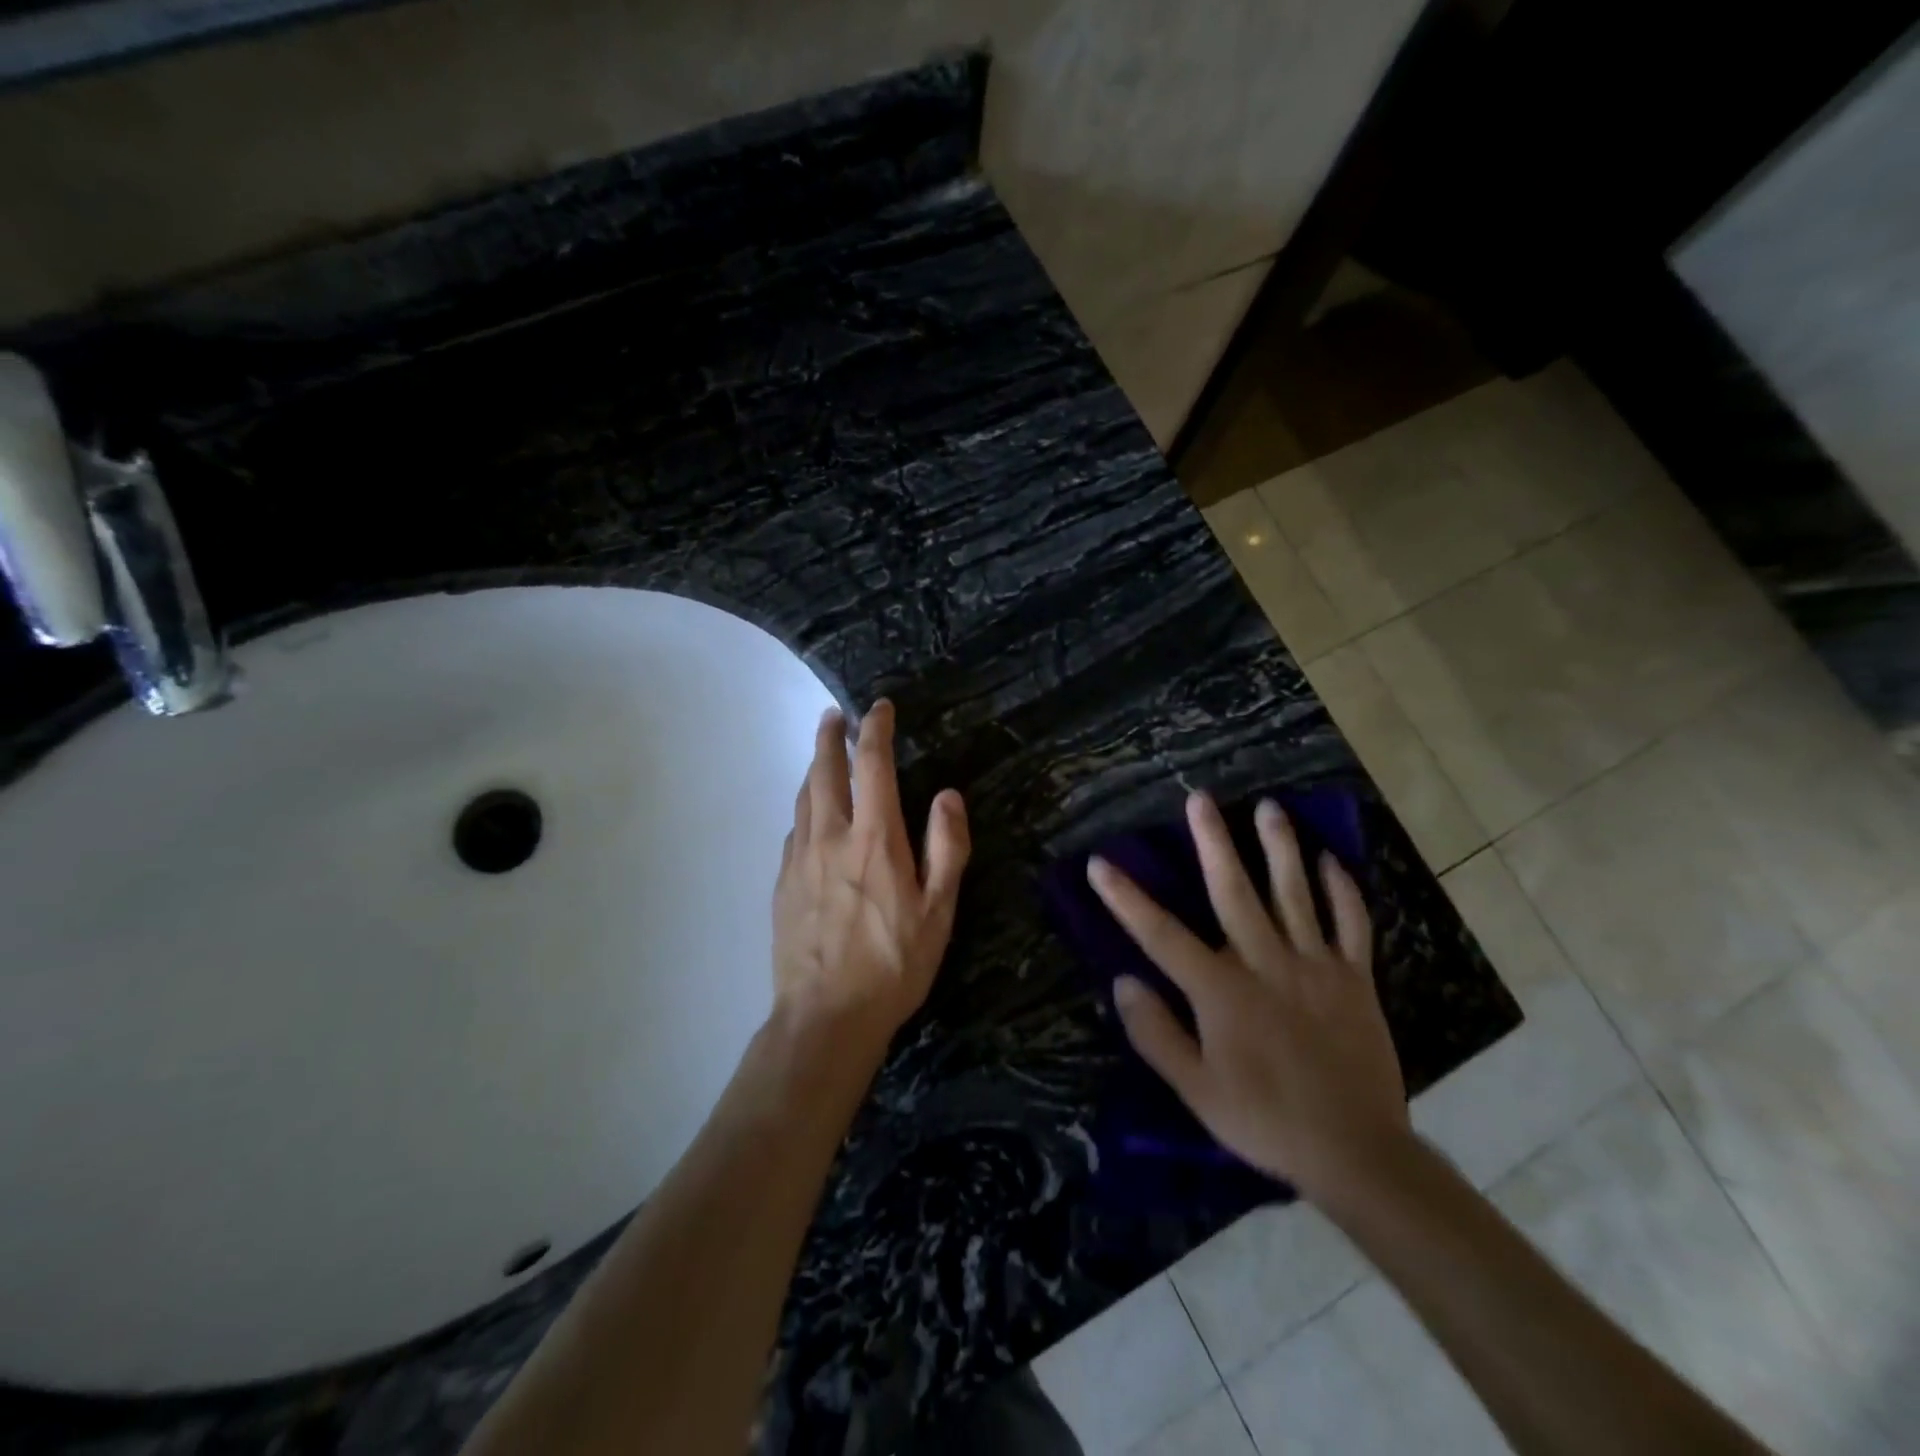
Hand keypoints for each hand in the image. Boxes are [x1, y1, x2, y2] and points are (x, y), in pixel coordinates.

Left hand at [772, 699, 969, 1052]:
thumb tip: (947, 796)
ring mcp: (799, 860)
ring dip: (813, 769)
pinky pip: (793, 831)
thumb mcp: (939, 911)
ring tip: (821, 756)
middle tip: (833, 716)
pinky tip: (810, 818)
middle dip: (830, 737)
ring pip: (803, 798)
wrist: (825, 1016)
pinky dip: (804, 810)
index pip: (872, 765)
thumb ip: (946, 847)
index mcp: (874, 839)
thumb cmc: (893, 964)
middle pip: (824, 771)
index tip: (879, 707)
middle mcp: (831, 837)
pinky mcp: (782, 884)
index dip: (876, 729)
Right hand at [1088, 791, 1408, 1206]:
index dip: (1126, 898)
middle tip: (1199, 798)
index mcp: (1221, 991)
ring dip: (1279, 847)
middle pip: (1233, 892)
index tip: (1100, 863)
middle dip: (1212, 842)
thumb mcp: (1196, 1090)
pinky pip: (1350, 924)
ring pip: (1294, 894)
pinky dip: (1342, 890)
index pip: (1161, 935)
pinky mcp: (1355, 978)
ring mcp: (1315, 965)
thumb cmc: (1264, 1120)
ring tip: (1268, 807)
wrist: (1356, 1153)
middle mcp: (1265, 963)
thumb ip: (1156, 1034)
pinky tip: (1330, 860)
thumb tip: (1122, 982)